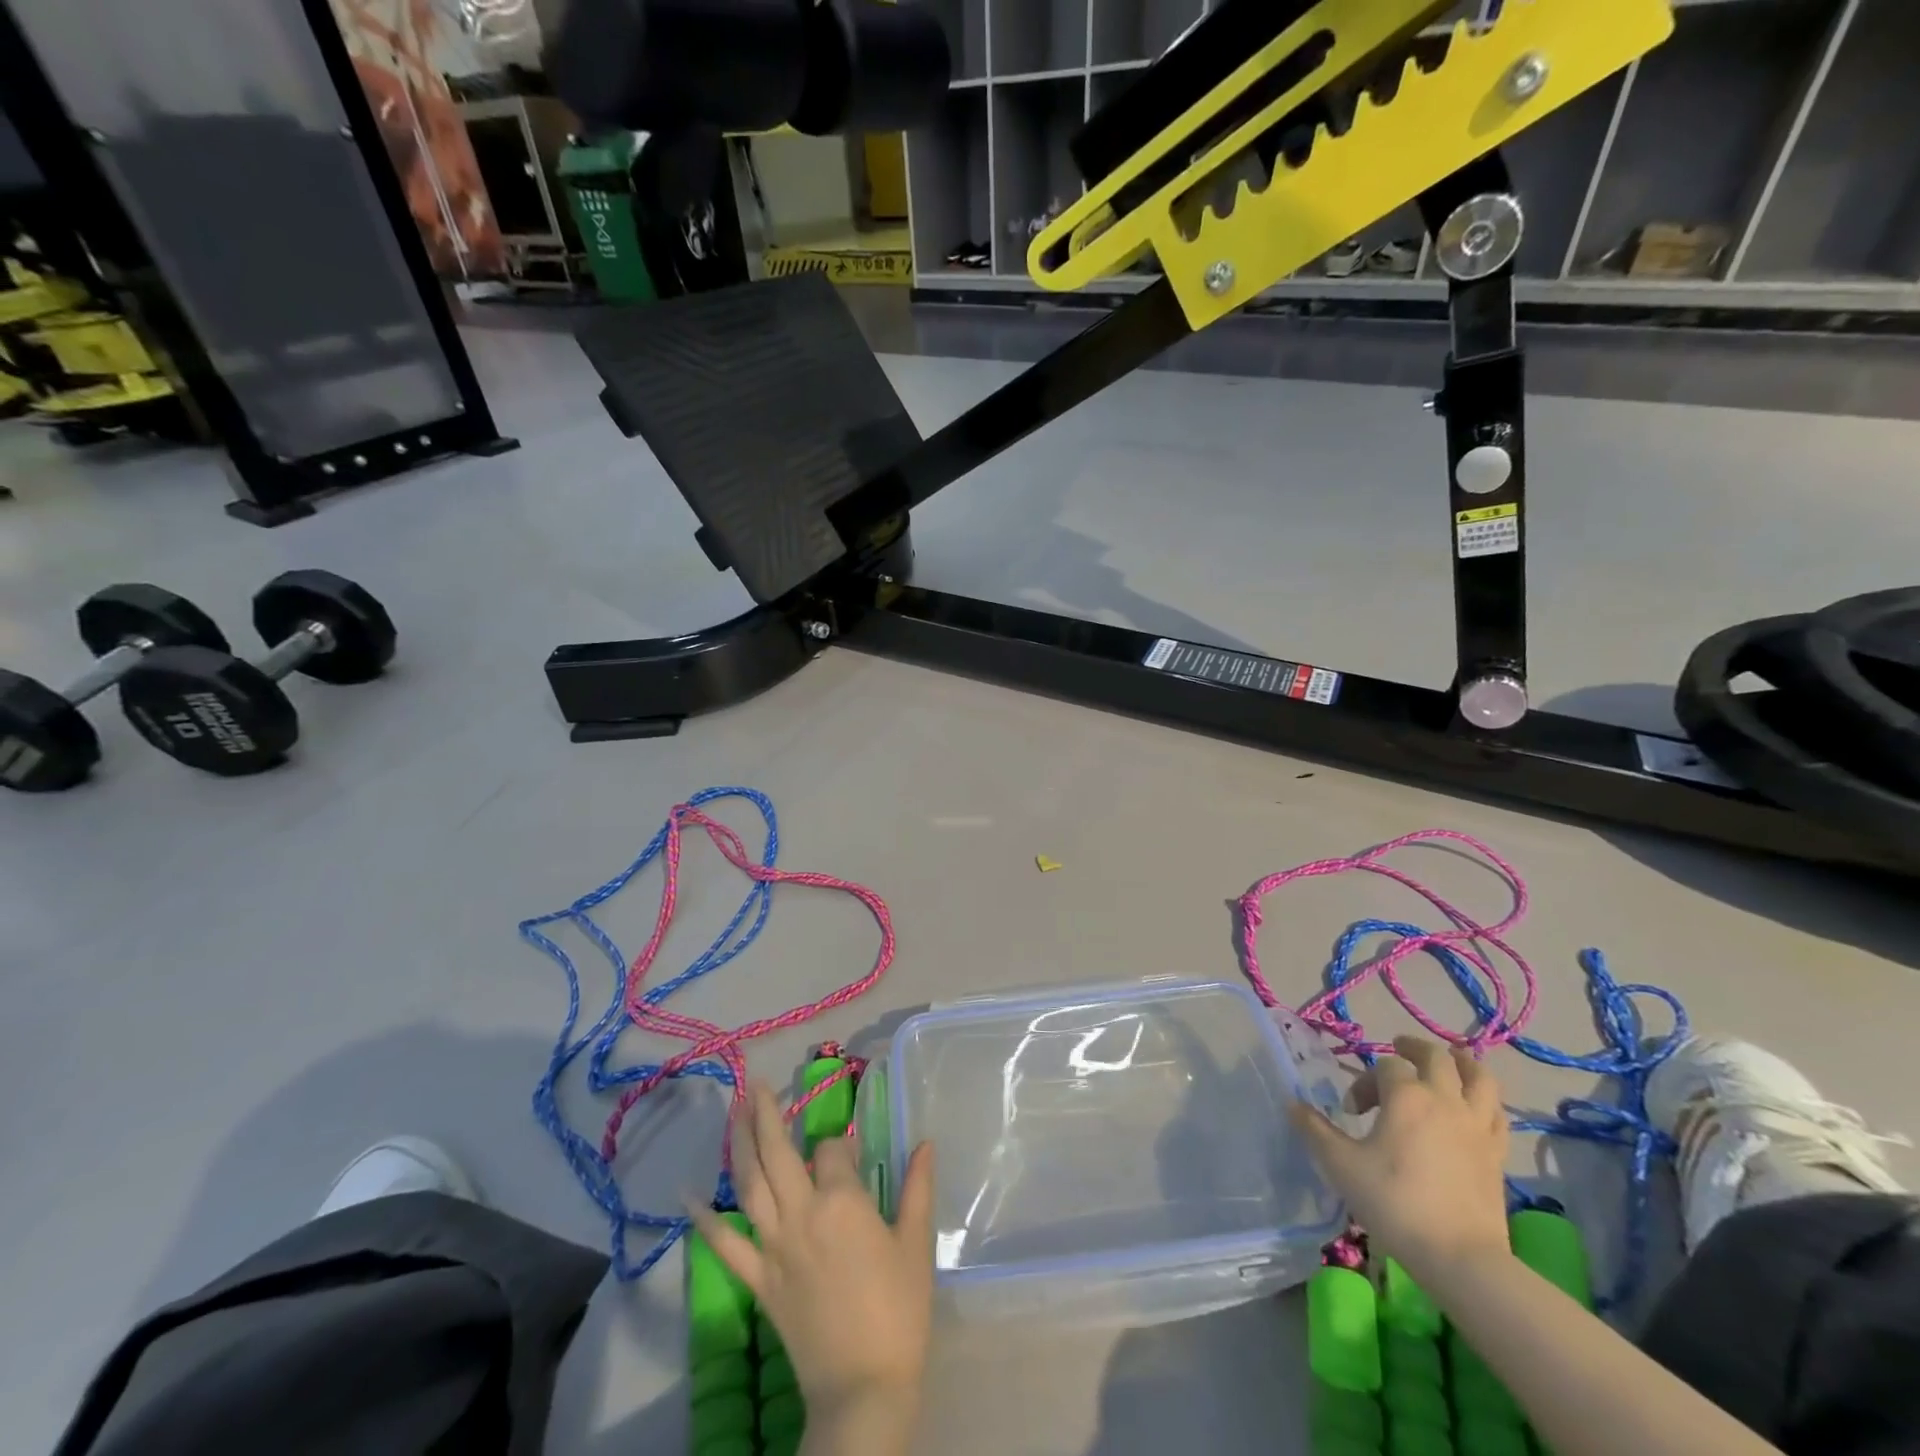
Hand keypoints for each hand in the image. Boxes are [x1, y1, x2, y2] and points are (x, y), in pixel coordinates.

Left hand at [692, 1082, 935, 1439]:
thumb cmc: (898, 1311)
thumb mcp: (915, 1243)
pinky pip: (725, 1245)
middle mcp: (802, 1213)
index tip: (850, 1154)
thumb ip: (918, 1187)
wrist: (863, 1388)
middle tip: (756, 1083)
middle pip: (778, 1152)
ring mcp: (774, 1246)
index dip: (840, 1147)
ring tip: (733, 1110)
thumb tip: (926, 1142)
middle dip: (767, 1114)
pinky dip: (705, 1220)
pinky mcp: (759, 1279)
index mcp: (842, 1201)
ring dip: (739, 1144)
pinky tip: (688, 1195)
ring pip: (750, 1184)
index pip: (832, 1151)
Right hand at [1290, 1036, 1510, 1279]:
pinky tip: (1474, 1106)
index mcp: (1406, 1096)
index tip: (1351, 1113)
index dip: (1364, 1082)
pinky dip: (1484, 1099)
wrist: (1461, 1259)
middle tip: (1397, 1050)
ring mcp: (1477, 1126)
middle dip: (1413, 1048)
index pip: (1384, 1067)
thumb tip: (1293, 1105)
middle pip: (1436, 1056)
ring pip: (1479, 1076)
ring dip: (1461, 1062)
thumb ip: (1315, 1130)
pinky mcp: (1497, 1153)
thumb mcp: (1341, 1165)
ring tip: (1448, 1061)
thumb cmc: (1395, 1203)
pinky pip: (1496, 1112)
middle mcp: (1445, 1100)